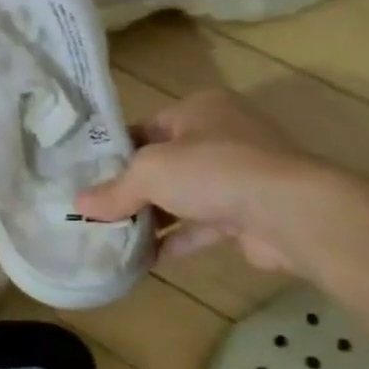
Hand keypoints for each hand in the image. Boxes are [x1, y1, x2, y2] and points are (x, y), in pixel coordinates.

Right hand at [74, 90, 309, 270]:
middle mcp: (222, 135)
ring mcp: (240, 175)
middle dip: (132, 189)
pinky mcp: (250, 212)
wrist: (289, 212)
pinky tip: (146, 259)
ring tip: (115, 237)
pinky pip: (202, 224)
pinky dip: (176, 239)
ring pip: (184, 195)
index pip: (147, 127)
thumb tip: (79, 205)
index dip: (116, 152)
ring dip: (153, 217)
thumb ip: (113, 191)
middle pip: (164, 163)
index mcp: (200, 109)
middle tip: (97, 210)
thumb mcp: (148, 173)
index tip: (88, 178)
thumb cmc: (212, 171)